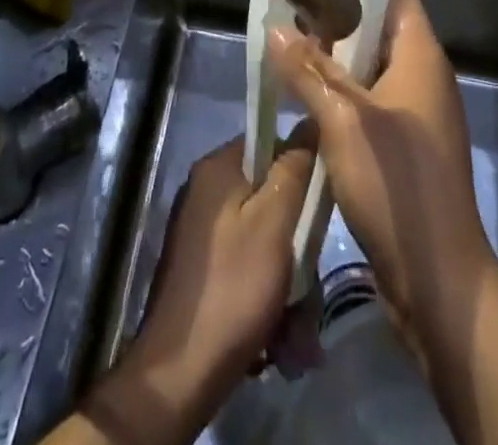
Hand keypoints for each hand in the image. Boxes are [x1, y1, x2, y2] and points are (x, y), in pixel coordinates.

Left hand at [87, 136, 314, 444]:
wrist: (179, 373)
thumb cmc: (233, 287)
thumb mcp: (274, 223)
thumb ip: (293, 170)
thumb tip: (309, 123)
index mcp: (216, 168)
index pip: (270, 142)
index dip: (300, 170)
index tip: (319, 207)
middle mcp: (205, 191)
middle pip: (268, 197)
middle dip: (296, 242)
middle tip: (310, 287)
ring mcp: (201, 232)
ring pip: (262, 239)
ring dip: (287, 280)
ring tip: (296, 329)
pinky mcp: (202, 269)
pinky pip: (247, 266)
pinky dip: (266, 297)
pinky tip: (277, 337)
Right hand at [267, 0, 493, 349]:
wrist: (439, 281)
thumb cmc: (396, 185)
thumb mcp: (343, 119)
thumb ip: (308, 69)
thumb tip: (276, 28)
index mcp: (422, 57)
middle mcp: (426, 79)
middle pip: (380, 32)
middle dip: (338, 31)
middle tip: (291, 34)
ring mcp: (421, 117)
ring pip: (374, 73)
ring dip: (338, 70)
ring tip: (292, 69)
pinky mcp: (411, 150)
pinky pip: (376, 108)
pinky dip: (347, 104)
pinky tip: (312, 115)